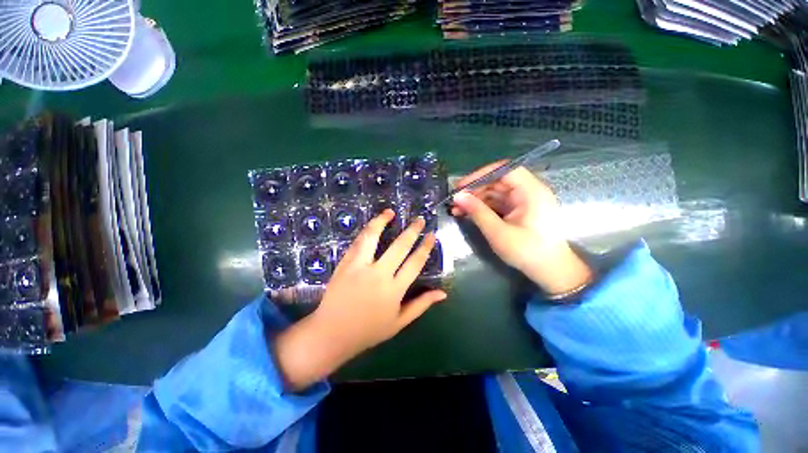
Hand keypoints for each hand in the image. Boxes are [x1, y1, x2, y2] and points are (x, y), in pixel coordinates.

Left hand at [274, 210, 446, 390]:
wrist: (332, 333)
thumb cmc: (369, 330)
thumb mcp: (399, 322)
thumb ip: (421, 305)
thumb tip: (443, 293)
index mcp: (394, 290)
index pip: (415, 262)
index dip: (425, 247)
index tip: (431, 235)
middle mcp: (379, 274)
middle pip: (399, 246)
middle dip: (412, 230)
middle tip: (419, 219)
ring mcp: (359, 267)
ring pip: (373, 237)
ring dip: (382, 221)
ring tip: (390, 212)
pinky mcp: (345, 264)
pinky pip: (357, 243)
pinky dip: (366, 231)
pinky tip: (372, 224)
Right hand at [451, 161, 591, 295]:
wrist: (551, 271)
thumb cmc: (528, 252)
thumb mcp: (498, 233)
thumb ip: (477, 212)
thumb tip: (457, 197)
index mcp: (531, 191)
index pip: (504, 170)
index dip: (481, 174)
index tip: (461, 186)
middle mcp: (528, 191)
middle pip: (497, 181)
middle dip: (474, 190)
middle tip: (454, 200)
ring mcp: (523, 201)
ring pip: (494, 193)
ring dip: (475, 199)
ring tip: (455, 209)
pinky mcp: (518, 211)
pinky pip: (497, 203)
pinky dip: (482, 207)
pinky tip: (467, 213)